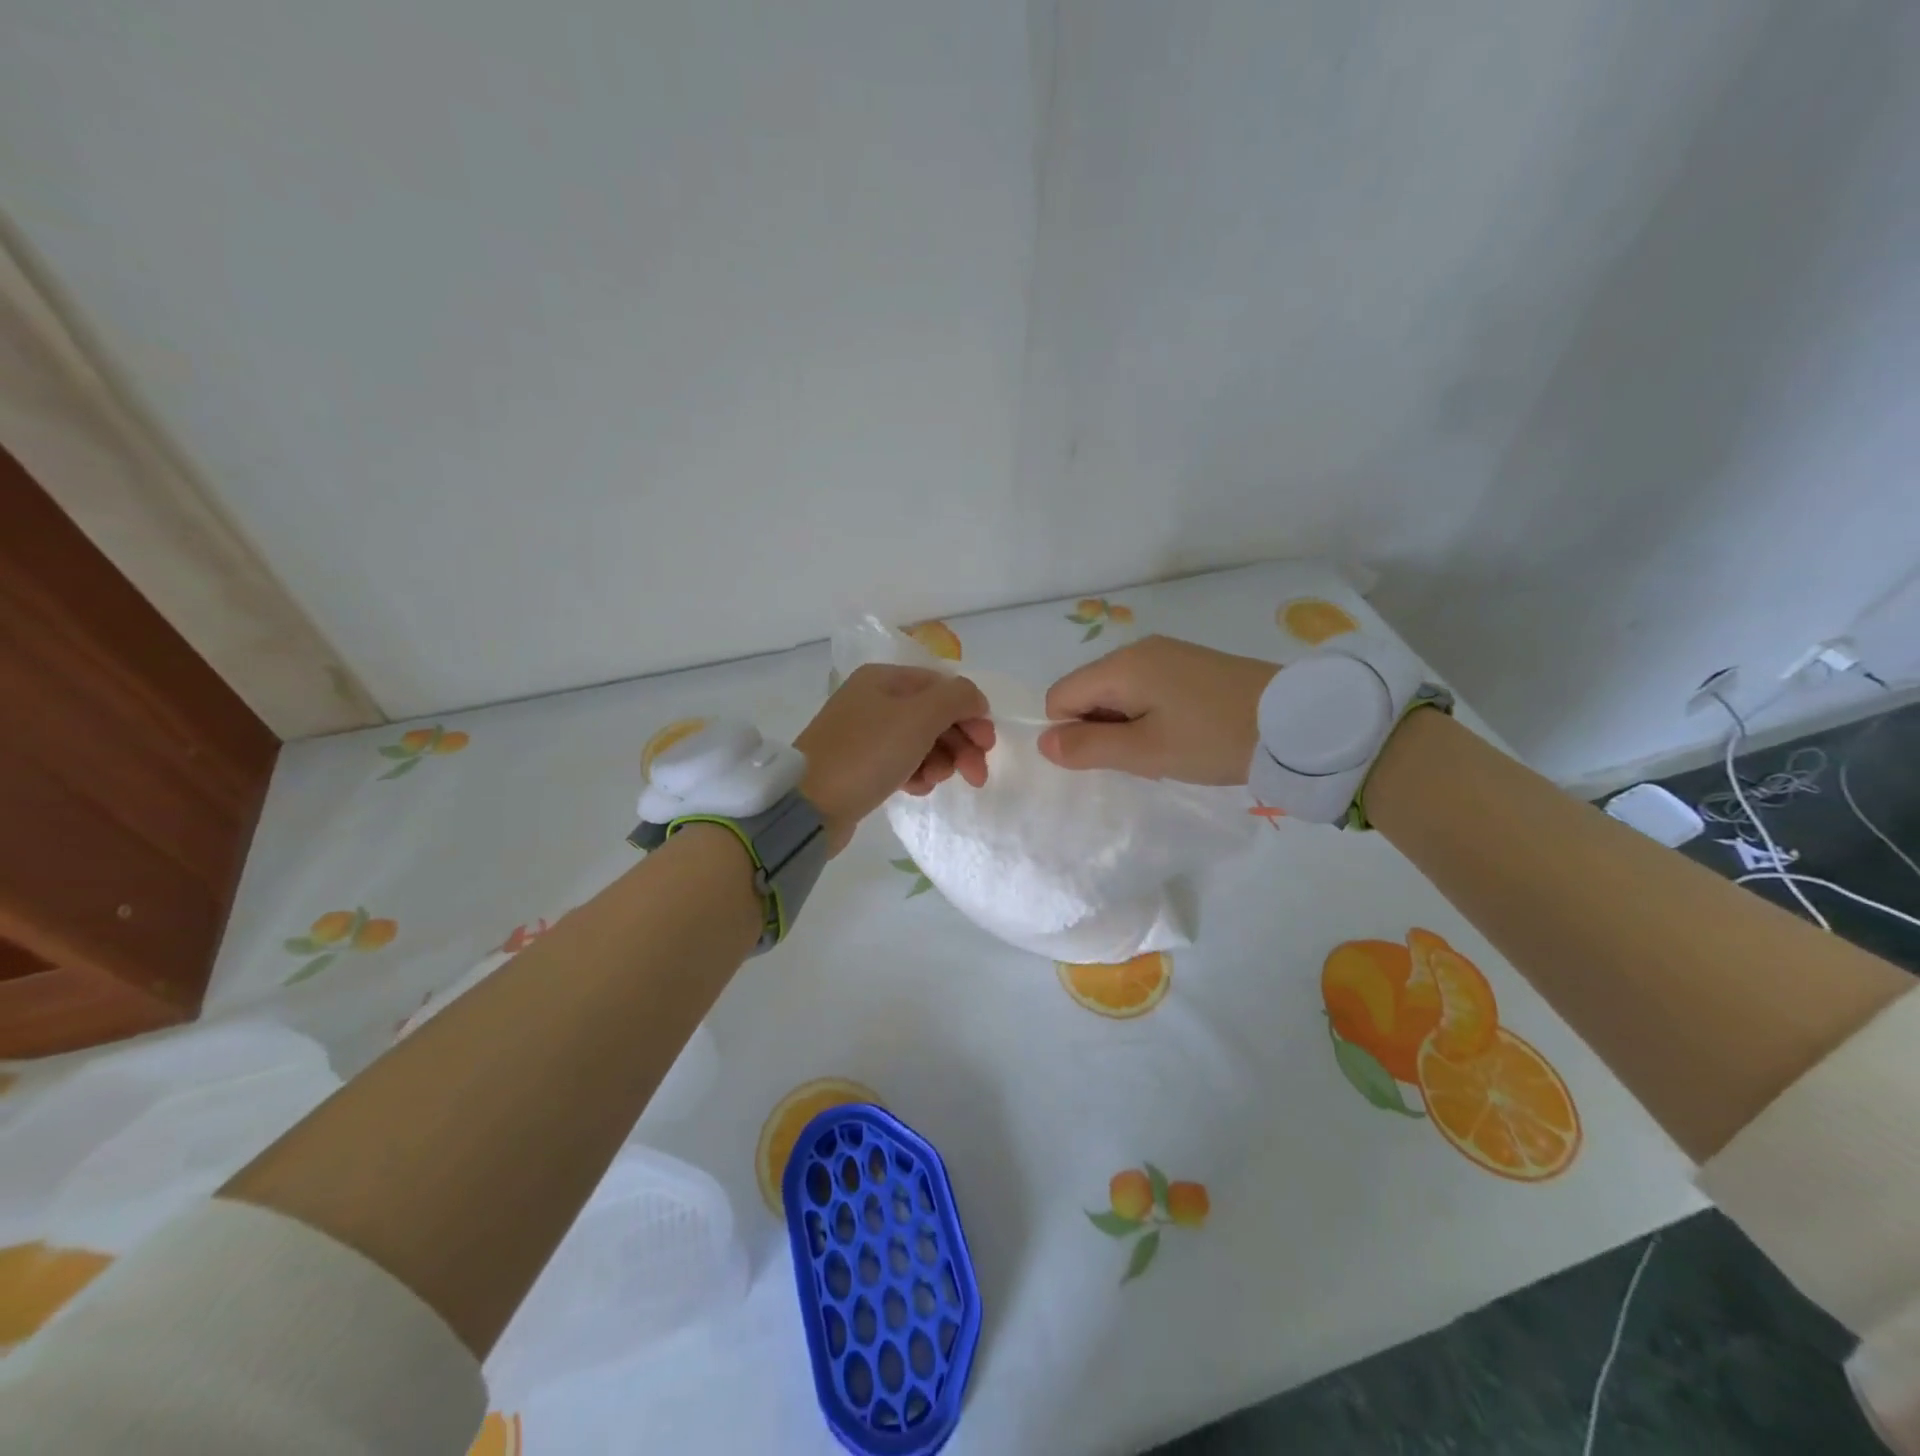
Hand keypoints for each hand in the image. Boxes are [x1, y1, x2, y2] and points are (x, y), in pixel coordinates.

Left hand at [796, 665, 994, 852]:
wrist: (809, 806)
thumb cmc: (866, 754)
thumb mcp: (919, 718)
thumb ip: (957, 699)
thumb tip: (975, 698)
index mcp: (884, 679)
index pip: (942, 687)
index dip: (970, 713)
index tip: (987, 745)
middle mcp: (873, 700)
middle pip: (934, 715)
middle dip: (960, 744)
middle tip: (976, 775)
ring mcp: (864, 734)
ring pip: (920, 742)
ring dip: (939, 761)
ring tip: (934, 781)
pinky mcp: (860, 765)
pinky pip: (901, 763)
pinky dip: (915, 774)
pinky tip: (914, 789)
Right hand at [1039, 635, 1278, 784]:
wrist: (1297, 722)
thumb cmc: (1214, 738)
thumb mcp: (1146, 752)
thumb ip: (1088, 747)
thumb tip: (1043, 742)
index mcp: (1121, 666)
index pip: (1059, 696)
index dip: (1070, 732)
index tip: (1110, 757)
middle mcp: (1137, 649)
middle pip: (1087, 692)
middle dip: (1100, 729)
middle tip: (1141, 757)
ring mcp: (1166, 654)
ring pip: (1117, 693)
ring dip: (1126, 726)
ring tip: (1165, 748)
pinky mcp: (1190, 664)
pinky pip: (1146, 689)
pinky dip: (1150, 715)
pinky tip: (1182, 734)